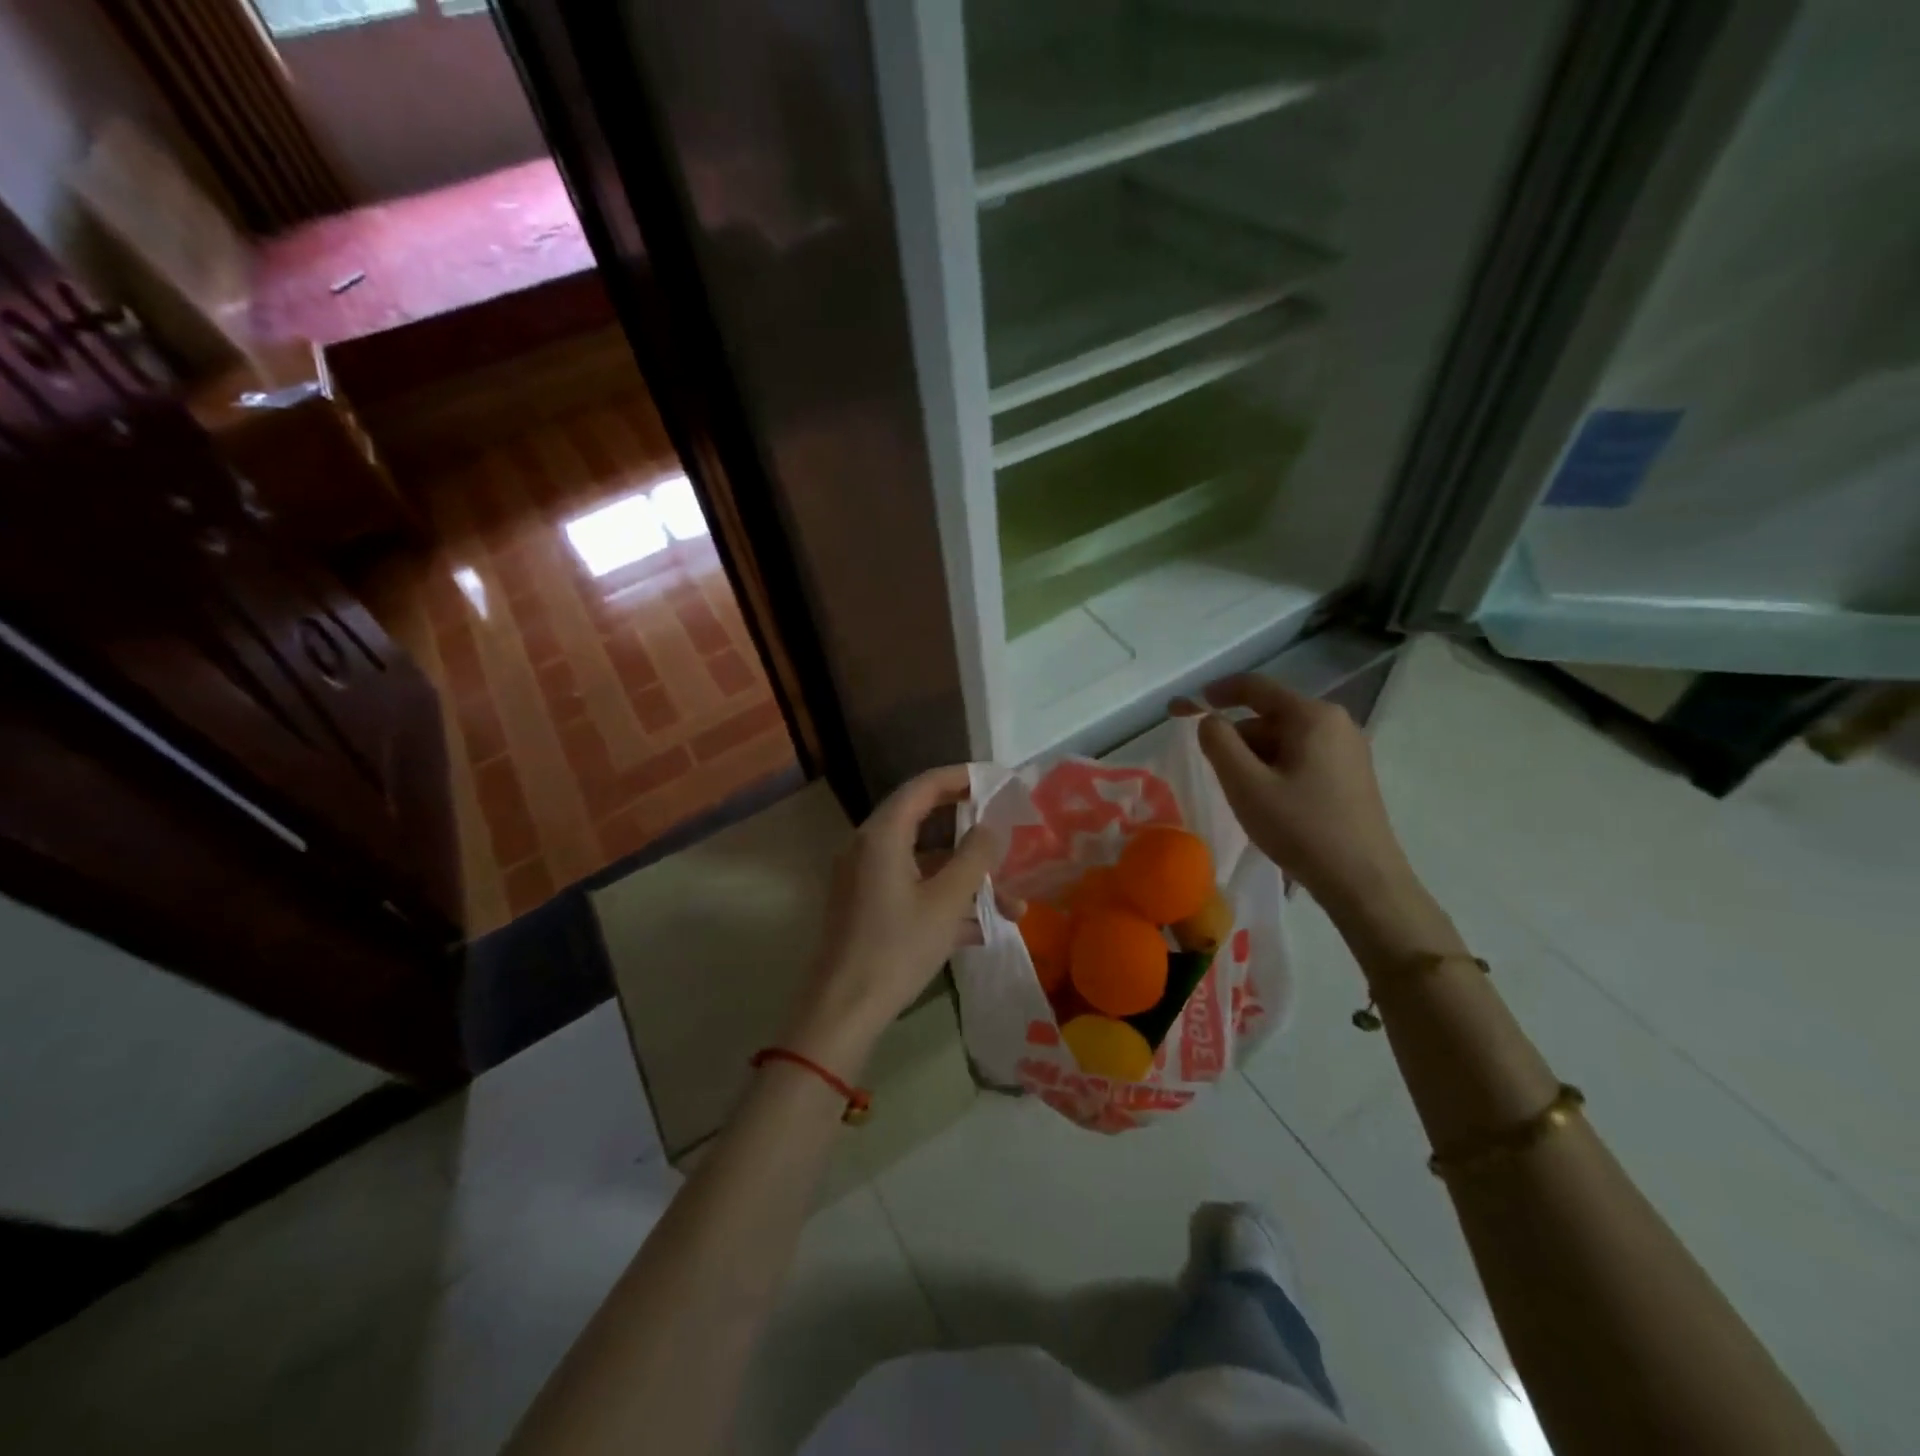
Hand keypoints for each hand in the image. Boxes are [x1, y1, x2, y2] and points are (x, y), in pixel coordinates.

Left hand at [784, 765, 999, 1075]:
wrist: (843, 1009)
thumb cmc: (897, 948)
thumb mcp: (946, 902)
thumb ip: (974, 858)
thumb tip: (991, 827)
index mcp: (882, 835)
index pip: (923, 786)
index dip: (961, 778)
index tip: (996, 780)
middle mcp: (868, 847)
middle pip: (924, 821)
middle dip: (969, 830)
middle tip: (1004, 827)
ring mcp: (864, 878)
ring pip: (923, 863)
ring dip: (965, 878)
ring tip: (1012, 903)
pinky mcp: (866, 906)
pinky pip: (911, 888)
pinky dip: (944, 898)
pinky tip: (981, 929)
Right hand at [1173, 675, 1461, 965]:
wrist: (1364, 882)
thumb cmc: (1301, 828)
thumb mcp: (1245, 785)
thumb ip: (1218, 742)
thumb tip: (1209, 720)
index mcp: (1313, 716)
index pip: (1256, 688)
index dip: (1217, 692)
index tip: (1185, 706)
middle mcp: (1336, 723)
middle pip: (1270, 717)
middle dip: (1237, 737)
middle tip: (1215, 772)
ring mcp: (1349, 749)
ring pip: (1285, 740)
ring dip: (1256, 758)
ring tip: (1243, 796)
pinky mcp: (1353, 774)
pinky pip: (1303, 757)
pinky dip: (1277, 769)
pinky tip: (1270, 802)